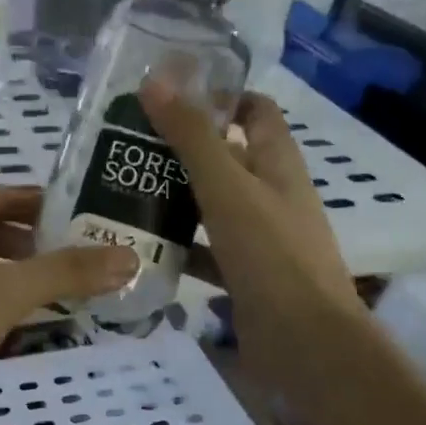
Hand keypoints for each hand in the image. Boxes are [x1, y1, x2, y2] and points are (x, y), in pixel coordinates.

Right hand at [141, 78, 362, 372]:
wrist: (304, 343)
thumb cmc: (270, 254)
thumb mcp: (227, 187)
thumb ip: (192, 136)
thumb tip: (156, 81)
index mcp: (277, 164)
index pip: (256, 111)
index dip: (221, 95)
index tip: (171, 93)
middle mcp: (271, 195)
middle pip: (227, 157)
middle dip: (182, 148)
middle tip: (127, 142)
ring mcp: (259, 239)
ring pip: (212, 206)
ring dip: (174, 196)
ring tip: (122, 188)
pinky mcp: (243, 275)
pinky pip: (205, 250)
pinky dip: (177, 245)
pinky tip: (139, 245)